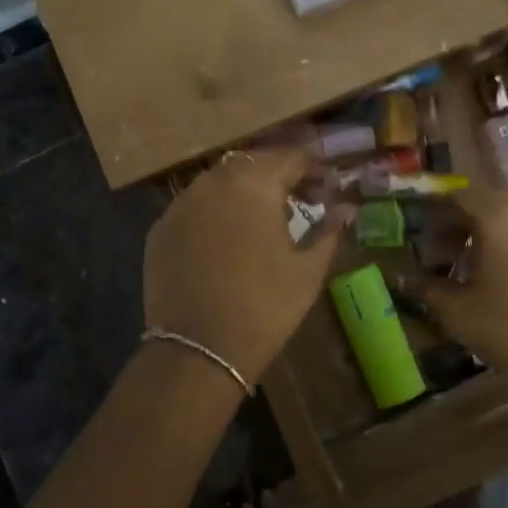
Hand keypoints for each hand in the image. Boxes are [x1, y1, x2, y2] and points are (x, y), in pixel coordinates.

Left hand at [143, 149, 345, 386]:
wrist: (198, 350)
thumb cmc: (265, 306)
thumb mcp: (308, 270)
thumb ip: (329, 229)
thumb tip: (347, 207)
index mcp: (255, 183)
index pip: (292, 157)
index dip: (316, 169)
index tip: (330, 190)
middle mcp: (214, 181)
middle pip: (254, 164)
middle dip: (280, 177)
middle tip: (301, 202)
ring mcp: (181, 204)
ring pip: (220, 182)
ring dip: (246, 192)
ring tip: (263, 221)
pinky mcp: (160, 229)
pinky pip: (195, 207)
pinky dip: (215, 213)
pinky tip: (226, 241)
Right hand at [419, 185, 507, 405]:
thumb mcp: (458, 313)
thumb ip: (428, 289)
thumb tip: (406, 278)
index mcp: (499, 217)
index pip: (462, 195)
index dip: (440, 213)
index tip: (430, 239)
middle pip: (495, 203)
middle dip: (470, 223)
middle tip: (455, 253)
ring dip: (502, 235)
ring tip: (490, 269)